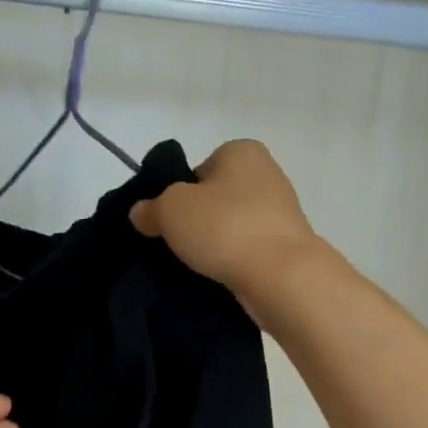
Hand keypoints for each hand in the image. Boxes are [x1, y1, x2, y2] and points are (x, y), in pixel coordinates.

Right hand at [129, 139, 322, 310]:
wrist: (280, 276)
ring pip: (231, 227)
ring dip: (214, 244)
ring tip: (197, 265)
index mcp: (242, 151)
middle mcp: (267, 174)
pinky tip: (218, 277)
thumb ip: (150, 208)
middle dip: (196, 221)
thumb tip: (141, 213)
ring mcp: (280, 213)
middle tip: (178, 245)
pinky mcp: (285, 246)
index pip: (199, 169)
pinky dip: (232, 261)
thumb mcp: (170, 210)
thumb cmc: (225, 227)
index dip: (178, 194)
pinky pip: (246, 250)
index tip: (169, 221)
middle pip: (215, 199)